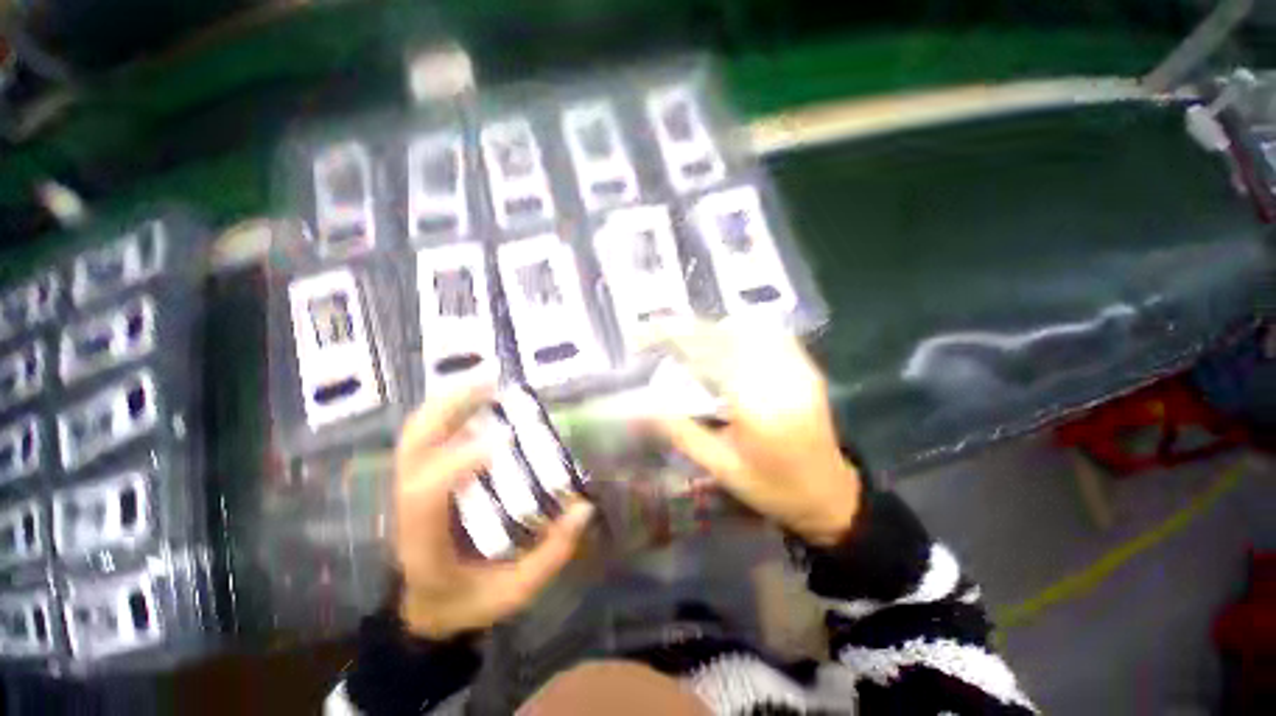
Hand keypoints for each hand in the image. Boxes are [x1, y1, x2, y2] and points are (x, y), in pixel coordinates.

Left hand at [394, 388, 593, 639]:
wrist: (427, 608)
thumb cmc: (468, 602)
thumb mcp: (515, 592)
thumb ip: (551, 555)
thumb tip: (583, 508)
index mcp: (423, 544)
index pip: (425, 496)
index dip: (458, 462)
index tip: (505, 438)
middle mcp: (406, 510)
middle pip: (412, 448)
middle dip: (449, 408)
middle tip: (492, 384)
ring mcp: (410, 489)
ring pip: (416, 434)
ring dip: (449, 401)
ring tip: (487, 381)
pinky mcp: (422, 478)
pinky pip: (427, 436)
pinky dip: (449, 410)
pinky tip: (478, 399)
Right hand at [652, 324, 859, 545]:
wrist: (830, 494)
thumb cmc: (772, 487)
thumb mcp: (720, 468)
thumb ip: (681, 432)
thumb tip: (644, 407)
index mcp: (756, 408)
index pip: (709, 354)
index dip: (674, 336)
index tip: (645, 333)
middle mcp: (779, 379)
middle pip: (726, 334)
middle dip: (688, 328)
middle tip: (659, 334)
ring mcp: (798, 369)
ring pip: (748, 328)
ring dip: (712, 329)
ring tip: (688, 342)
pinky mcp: (807, 368)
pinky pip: (769, 334)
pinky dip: (740, 332)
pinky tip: (724, 345)